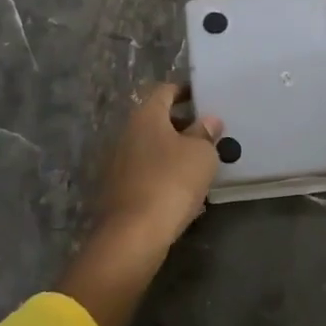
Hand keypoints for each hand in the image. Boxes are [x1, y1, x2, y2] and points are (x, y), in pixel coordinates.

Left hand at [97, 82, 224, 244]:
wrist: (133, 234)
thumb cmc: (171, 182)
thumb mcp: (201, 154)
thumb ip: (205, 133)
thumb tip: (208, 120)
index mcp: (146, 116)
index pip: (165, 91)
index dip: (184, 91)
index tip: (202, 97)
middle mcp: (127, 133)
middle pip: (156, 120)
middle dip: (182, 124)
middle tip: (207, 134)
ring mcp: (118, 162)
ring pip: (151, 148)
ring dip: (172, 152)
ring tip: (199, 163)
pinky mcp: (117, 190)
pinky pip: (145, 173)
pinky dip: (163, 175)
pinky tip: (182, 191)